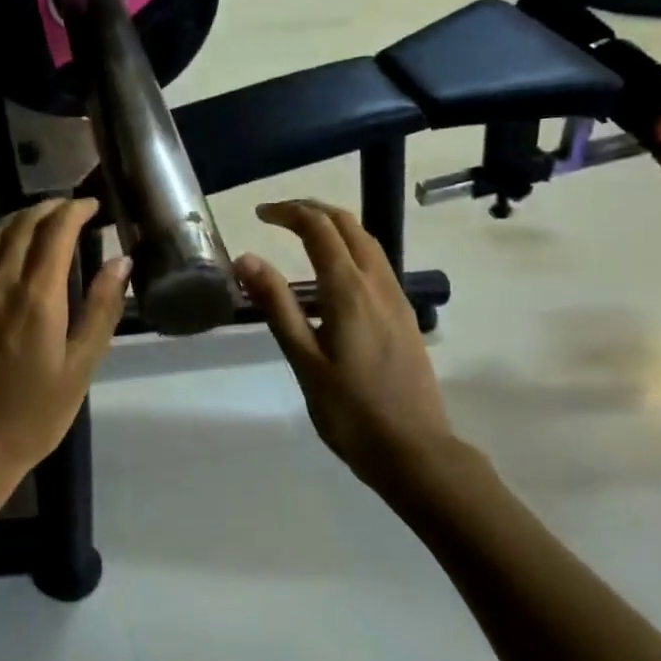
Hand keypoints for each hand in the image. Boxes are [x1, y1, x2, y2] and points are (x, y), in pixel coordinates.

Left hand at [0, 198, 129, 501]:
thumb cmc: (32, 415)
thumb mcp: (80, 368)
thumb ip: (101, 309)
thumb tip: (121, 262)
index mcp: (35, 297)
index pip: (55, 230)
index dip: (75, 209)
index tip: (92, 205)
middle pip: (21, 224)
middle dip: (49, 208)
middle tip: (71, 210)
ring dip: (19, 219)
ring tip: (40, 223)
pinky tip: (0, 247)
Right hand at [235, 200, 454, 500]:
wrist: (414, 449)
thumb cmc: (350, 411)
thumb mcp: (304, 360)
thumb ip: (277, 306)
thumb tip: (246, 259)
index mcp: (349, 291)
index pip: (319, 229)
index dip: (289, 212)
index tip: (259, 213)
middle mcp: (377, 284)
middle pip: (349, 225)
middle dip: (313, 210)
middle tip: (278, 215)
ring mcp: (396, 298)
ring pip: (368, 242)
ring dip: (334, 226)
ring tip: (301, 234)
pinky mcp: (404, 315)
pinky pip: (376, 264)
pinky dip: (350, 249)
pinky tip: (333, 274)